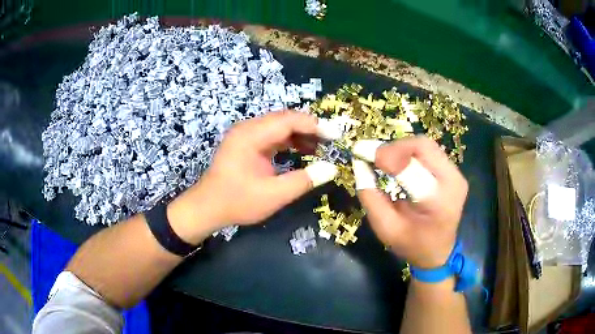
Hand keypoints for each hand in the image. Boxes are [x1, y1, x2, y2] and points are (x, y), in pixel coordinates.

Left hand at [168, 111, 337, 243]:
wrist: (207, 208)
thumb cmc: (237, 202)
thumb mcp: (274, 195)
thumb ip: (304, 180)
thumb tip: (332, 168)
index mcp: (251, 135)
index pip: (289, 120)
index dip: (315, 125)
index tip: (336, 135)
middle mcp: (248, 128)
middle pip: (284, 119)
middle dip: (309, 128)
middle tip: (331, 140)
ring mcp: (245, 135)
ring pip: (279, 126)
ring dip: (300, 134)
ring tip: (320, 147)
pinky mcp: (246, 143)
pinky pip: (272, 135)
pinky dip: (288, 141)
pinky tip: (302, 150)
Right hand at [352, 136, 467, 268]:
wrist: (438, 253)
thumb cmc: (412, 245)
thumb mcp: (386, 228)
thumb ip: (370, 197)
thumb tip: (360, 164)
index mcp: (439, 199)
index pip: (416, 164)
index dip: (389, 154)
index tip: (363, 154)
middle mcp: (454, 180)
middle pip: (423, 146)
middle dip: (394, 148)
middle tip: (373, 157)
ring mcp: (457, 174)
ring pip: (425, 146)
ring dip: (401, 149)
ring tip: (383, 161)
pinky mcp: (454, 172)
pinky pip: (429, 153)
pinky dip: (409, 154)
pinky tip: (398, 164)